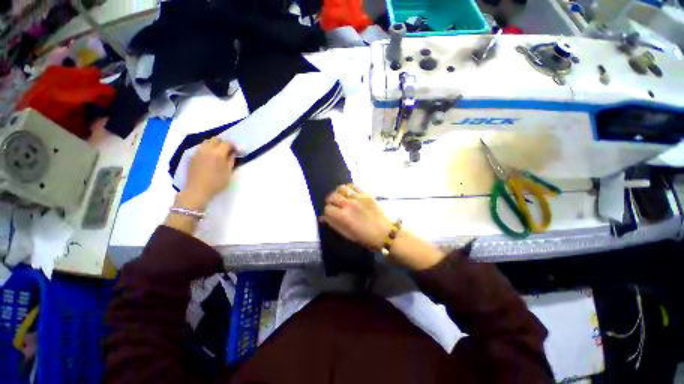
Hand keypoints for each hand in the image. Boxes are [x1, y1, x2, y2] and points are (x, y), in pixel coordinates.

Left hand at [179, 137, 236, 209]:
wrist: (197, 190)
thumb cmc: (216, 183)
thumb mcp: (228, 173)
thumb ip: (231, 160)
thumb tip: (233, 153)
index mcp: (218, 153)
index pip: (227, 143)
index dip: (233, 145)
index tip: (237, 150)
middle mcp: (207, 149)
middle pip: (216, 139)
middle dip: (223, 142)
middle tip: (228, 149)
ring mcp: (198, 152)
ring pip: (207, 142)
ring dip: (214, 144)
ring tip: (218, 152)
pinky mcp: (192, 156)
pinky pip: (201, 147)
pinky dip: (207, 148)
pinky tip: (209, 156)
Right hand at [321, 184, 445, 270]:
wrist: (387, 233)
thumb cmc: (367, 238)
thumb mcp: (348, 235)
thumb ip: (334, 224)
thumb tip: (324, 217)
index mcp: (343, 217)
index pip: (327, 209)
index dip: (327, 213)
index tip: (330, 215)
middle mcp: (348, 204)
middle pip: (332, 197)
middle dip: (330, 202)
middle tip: (334, 206)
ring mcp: (358, 197)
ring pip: (341, 188)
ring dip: (338, 193)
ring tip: (340, 197)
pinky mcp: (366, 194)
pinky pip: (353, 185)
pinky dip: (348, 188)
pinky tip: (349, 193)